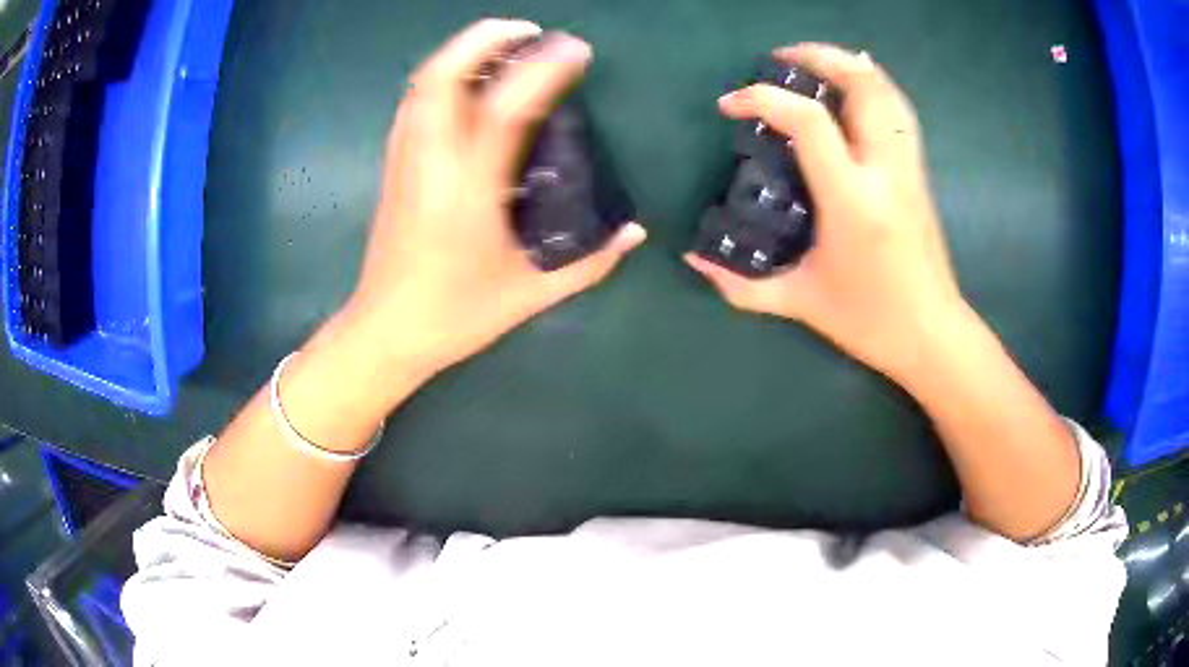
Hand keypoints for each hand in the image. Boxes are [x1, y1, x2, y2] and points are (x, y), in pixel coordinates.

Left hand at [345, 19, 645, 375]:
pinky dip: (442, 77)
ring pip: (422, 84)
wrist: (385, 330)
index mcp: (468, 191)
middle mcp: (431, 162)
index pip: (504, 108)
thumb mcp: (529, 295)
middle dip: (485, 39)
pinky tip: (468, 82)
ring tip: (503, 46)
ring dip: (462, 51)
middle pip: (443, 75)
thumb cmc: (456, 315)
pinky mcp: (394, 166)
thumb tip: (636, 232)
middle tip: (530, 32)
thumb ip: (590, 262)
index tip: (575, 50)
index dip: (542, 69)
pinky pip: (414, 103)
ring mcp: (406, 160)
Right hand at [685, 44, 964, 383]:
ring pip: (886, 91)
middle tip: (779, 58)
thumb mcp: (800, 302)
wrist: (933, 335)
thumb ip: (740, 285)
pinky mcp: (919, 173)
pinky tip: (854, 86)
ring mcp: (909, 168)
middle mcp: (885, 170)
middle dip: (818, 57)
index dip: (763, 99)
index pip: (808, 121)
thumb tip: (694, 260)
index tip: (732, 104)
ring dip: (849, 65)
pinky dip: (874, 85)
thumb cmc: (869, 321)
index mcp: (852, 200)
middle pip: (860, 85)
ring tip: (815, 62)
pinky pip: (899, 110)